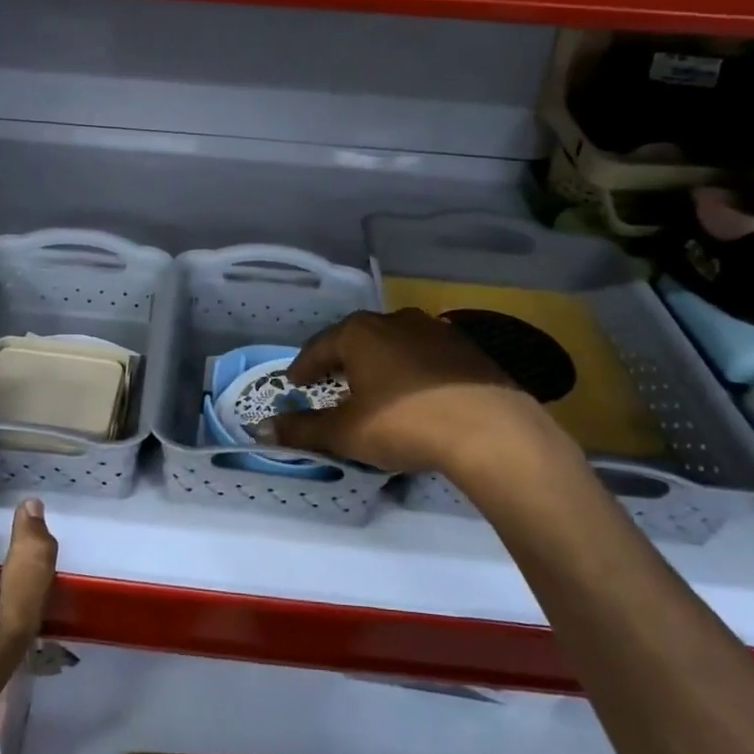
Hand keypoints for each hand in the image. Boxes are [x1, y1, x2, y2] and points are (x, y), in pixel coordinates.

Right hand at [271, 308, 577, 480]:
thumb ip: (303, 429)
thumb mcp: (346, 432)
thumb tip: (262, 429)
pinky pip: (424, 356)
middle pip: (355, 339)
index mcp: (360, 333)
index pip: (319, 346)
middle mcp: (394, 321)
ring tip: (371, 388)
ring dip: (376, 363)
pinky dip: (410, 371)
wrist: (490, 430)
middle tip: (328, 383)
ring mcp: (435, 330)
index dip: (303, 367)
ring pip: (392, 344)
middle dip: (339, 361)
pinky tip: (414, 394)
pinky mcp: (466, 349)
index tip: (295, 383)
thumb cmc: (404, 424)